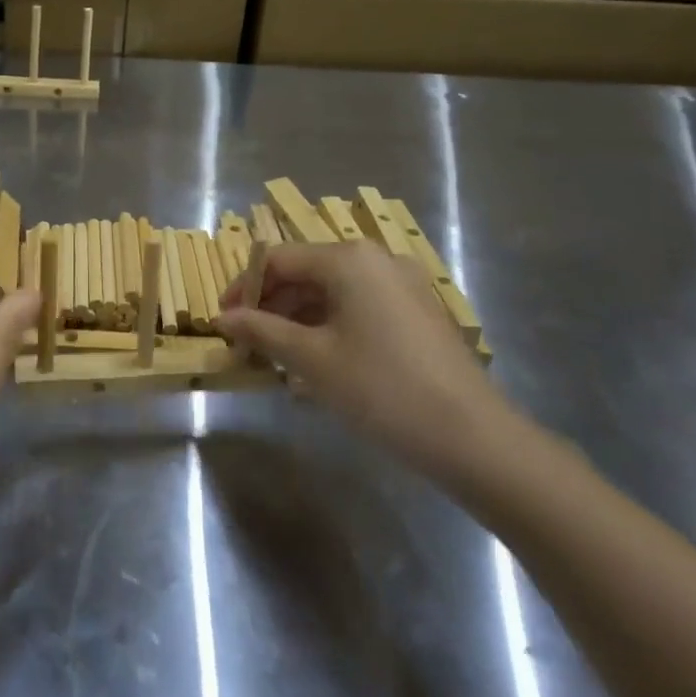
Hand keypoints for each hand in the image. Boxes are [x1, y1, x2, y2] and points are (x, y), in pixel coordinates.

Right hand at [218, 241, 513, 479]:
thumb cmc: (381, 388)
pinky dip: (330, 327)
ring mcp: (402, 285)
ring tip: (277, 359)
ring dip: (298, 319)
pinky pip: (359, 307)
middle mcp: (376, 259)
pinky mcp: (417, 312)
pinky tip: (318, 363)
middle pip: (306, 272)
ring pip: (332, 291)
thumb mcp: (311, 360)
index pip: (277, 259)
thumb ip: (262, 331)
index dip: (243, 288)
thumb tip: (223, 319)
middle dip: (271, 306)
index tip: (223, 323)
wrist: (472, 437)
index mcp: (348, 259)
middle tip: (247, 345)